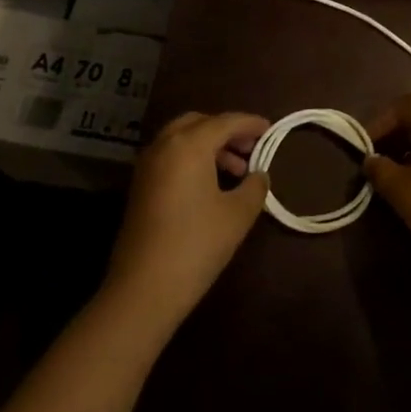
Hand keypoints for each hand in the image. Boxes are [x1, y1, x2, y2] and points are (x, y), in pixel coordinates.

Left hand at [106, 111, 270, 326]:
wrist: (143, 290)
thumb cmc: (196, 244)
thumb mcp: (238, 214)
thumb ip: (254, 186)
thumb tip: (258, 175)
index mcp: (189, 144)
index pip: (226, 122)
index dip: (251, 123)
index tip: (270, 129)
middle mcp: (164, 145)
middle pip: (200, 123)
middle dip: (226, 131)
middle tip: (250, 148)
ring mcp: (147, 165)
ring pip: (182, 139)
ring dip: (210, 146)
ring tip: (236, 171)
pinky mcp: (139, 186)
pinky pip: (171, 157)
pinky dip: (192, 158)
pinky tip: (211, 185)